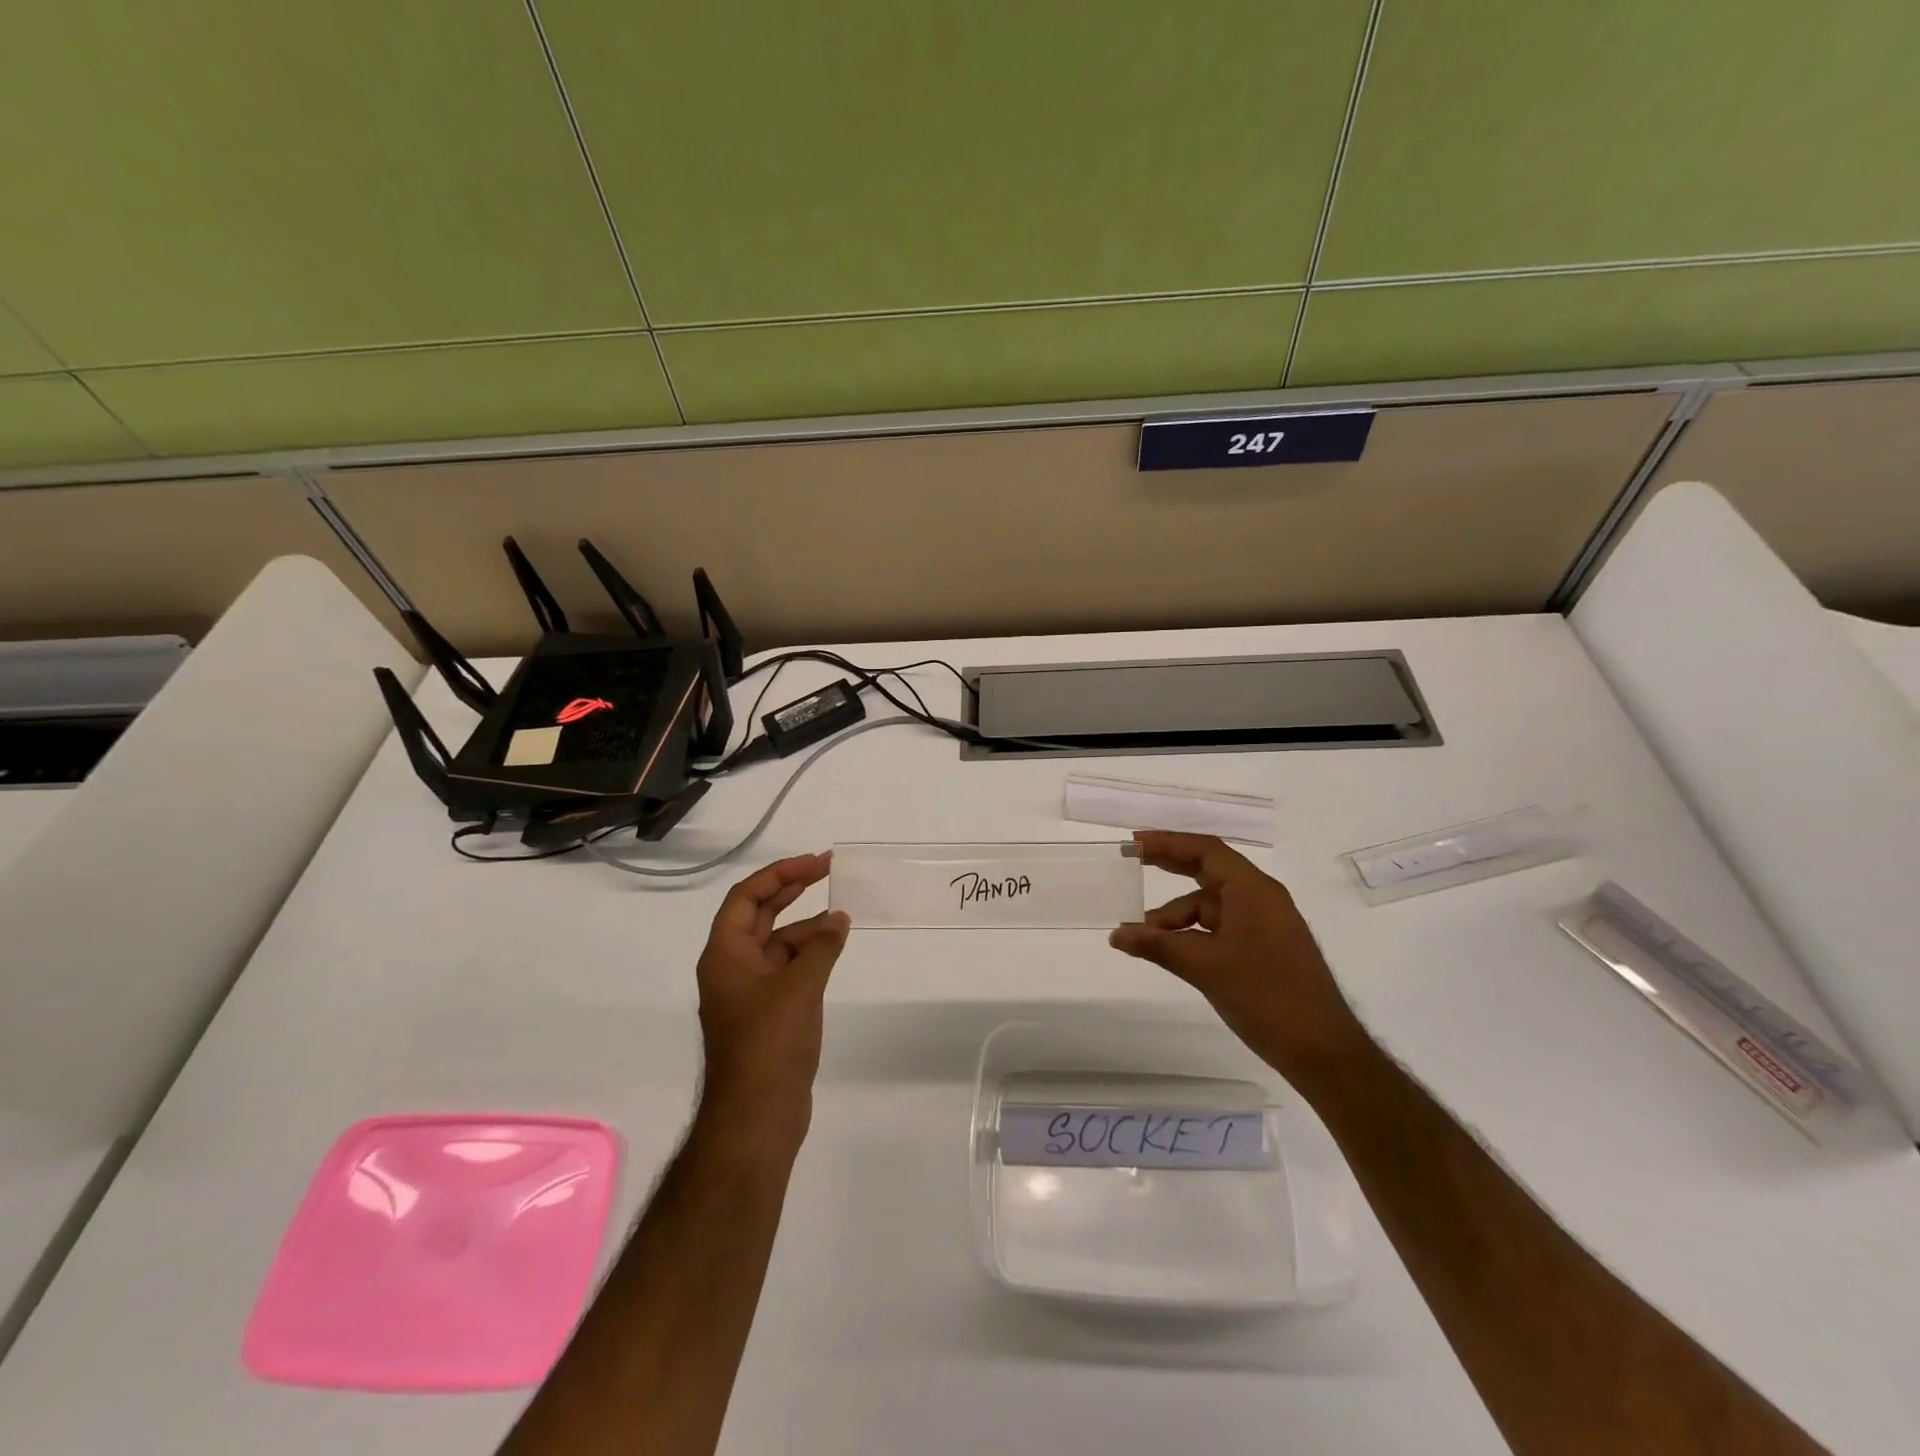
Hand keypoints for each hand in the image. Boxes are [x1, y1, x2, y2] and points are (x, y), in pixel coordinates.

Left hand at [695, 852, 849, 1149]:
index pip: (746, 897)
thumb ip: (821, 946)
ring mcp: (749, 993)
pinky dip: (810, 956)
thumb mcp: (800, 987)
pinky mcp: (767, 1015)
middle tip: (828, 870)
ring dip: (807, 927)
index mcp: (725, 955)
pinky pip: (787, 970)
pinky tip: (834, 951)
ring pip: (778, 944)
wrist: (756, 1117)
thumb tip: (838, 919)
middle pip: (760, 916)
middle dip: (792, 890)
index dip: (779, 874)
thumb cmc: (770, 1044)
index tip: (815, 863)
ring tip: (843, 919)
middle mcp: (732, 968)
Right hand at [1110, 832, 1365, 1087]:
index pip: (1206, 850)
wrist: (1323, 1051)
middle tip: (1132, 864)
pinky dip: (1192, 934)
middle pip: (1208, 869)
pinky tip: (1170, 952)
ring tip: (1143, 938)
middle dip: (1170, 866)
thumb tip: (1117, 934)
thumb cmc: (1266, 996)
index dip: (1168, 843)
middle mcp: (1260, 898)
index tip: (1135, 844)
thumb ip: (1158, 945)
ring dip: (1175, 917)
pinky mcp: (1263, 948)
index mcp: (1253, 890)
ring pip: (1209, 906)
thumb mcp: (1205, 967)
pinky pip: (1219, 928)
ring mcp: (1264, 924)